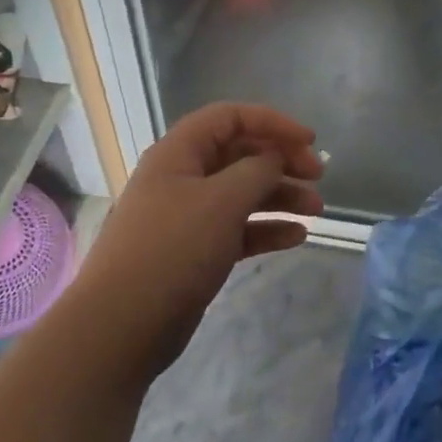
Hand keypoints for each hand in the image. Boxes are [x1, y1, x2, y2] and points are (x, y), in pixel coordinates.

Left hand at [79, 102, 323, 374]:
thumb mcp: (222, 200)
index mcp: (179, 153)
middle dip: (281, 161)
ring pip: (242, 193)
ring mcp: (188, 216)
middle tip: (318, 177)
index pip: (230, 118)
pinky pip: (238, 229)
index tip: (309, 142)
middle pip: (239, 154)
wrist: (123, 324)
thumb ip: (257, 170)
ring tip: (317, 212)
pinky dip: (266, 229)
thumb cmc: (173, 249)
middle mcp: (182, 177)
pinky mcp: (195, 251)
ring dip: (280, 196)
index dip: (272, 123)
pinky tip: (296, 237)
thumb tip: (274, 157)